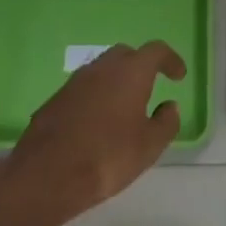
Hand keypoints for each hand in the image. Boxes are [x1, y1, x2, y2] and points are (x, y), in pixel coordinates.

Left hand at [0, 42, 185, 225]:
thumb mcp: (149, 146)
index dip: (170, 60)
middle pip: (126, 54)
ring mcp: (75, 81)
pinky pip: (84, 88)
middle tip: (150, 87)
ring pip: (102, 70)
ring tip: (124, 107)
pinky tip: (97, 122)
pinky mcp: (56, 99)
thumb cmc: (107, 157)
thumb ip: (166, 123)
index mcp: (130, 72)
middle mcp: (102, 68)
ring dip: (116, 81)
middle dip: (141, 66)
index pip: (156, 51)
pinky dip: (96, 96)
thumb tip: (170, 106)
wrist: (46, 175)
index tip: (178, 75)